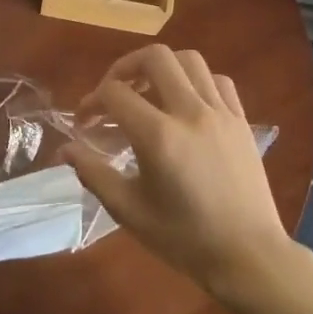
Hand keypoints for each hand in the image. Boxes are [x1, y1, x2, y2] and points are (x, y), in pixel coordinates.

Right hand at [65, 45, 289, 302]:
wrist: (247, 256)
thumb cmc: (184, 239)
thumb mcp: (129, 211)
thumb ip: (94, 174)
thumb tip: (65, 150)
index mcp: (159, 136)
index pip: (115, 93)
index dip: (92, 101)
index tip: (85, 122)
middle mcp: (190, 113)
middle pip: (155, 58)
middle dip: (125, 67)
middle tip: (114, 92)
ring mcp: (220, 113)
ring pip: (190, 60)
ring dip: (163, 68)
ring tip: (149, 91)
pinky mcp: (241, 120)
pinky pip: (218, 81)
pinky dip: (197, 81)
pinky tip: (187, 104)